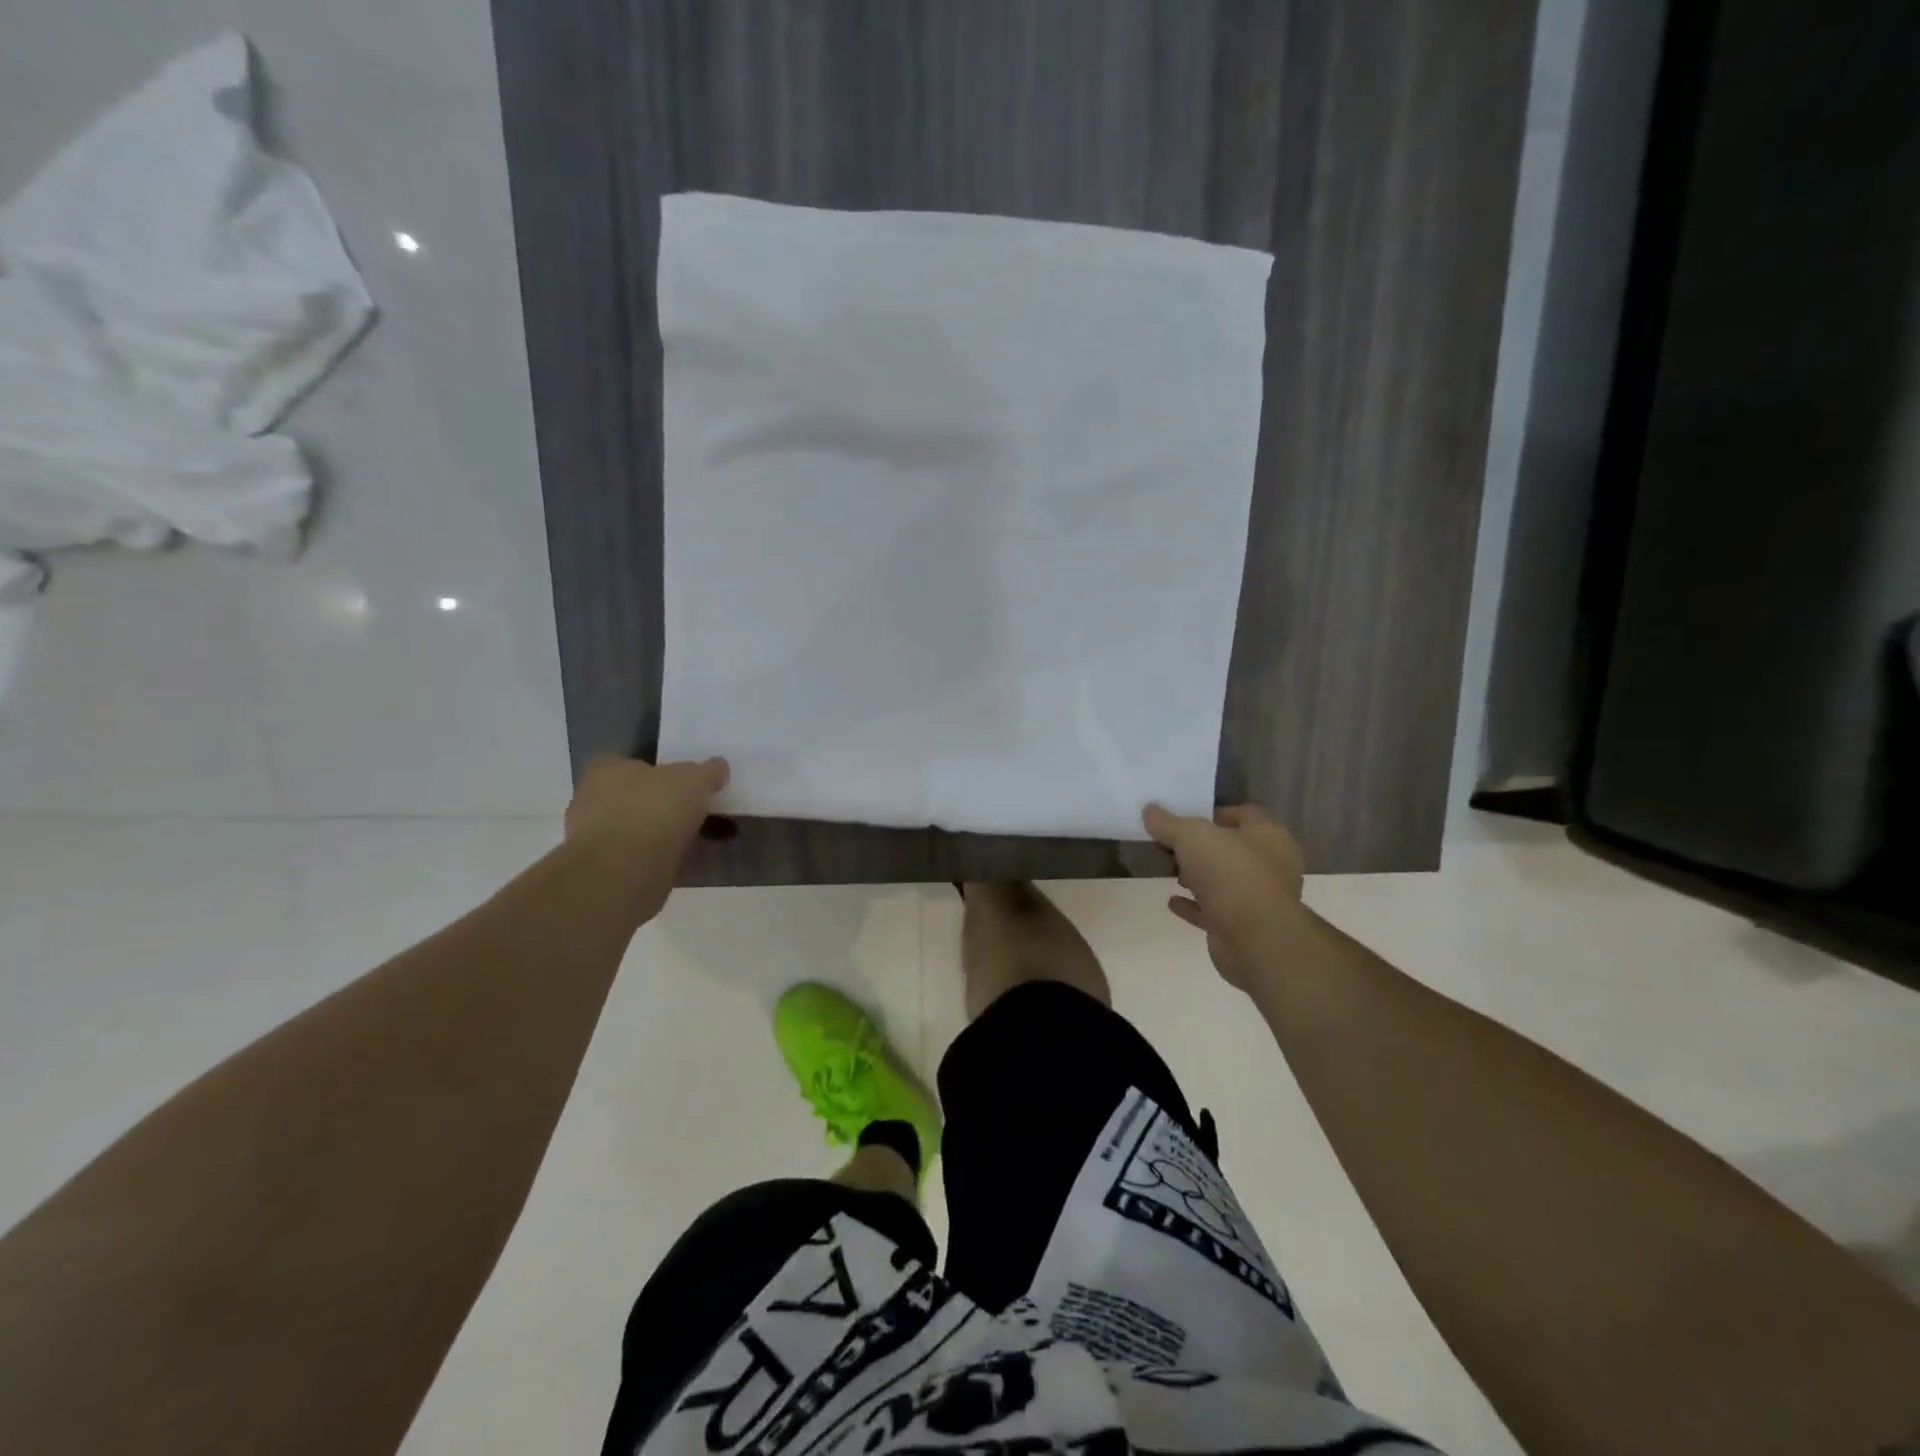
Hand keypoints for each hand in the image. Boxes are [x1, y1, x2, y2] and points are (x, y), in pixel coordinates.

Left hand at [565, 755, 728, 913]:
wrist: (624, 871)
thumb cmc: (655, 810)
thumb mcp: (695, 779)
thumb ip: (708, 771)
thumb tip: (717, 767)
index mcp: (607, 769)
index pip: (631, 763)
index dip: (659, 772)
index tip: (684, 783)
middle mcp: (593, 799)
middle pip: (634, 797)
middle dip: (661, 805)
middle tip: (694, 813)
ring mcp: (594, 837)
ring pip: (636, 829)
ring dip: (661, 835)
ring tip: (697, 842)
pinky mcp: (604, 869)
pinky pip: (638, 858)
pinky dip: (659, 859)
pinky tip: (684, 863)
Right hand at [1142, 803, 1306, 990]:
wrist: (1254, 938)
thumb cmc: (1231, 873)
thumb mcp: (1192, 836)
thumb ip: (1169, 822)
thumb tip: (1149, 810)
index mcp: (1269, 836)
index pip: (1246, 815)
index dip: (1216, 813)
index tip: (1186, 817)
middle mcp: (1271, 866)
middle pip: (1233, 849)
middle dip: (1203, 848)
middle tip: (1172, 844)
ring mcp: (1258, 899)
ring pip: (1224, 881)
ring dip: (1199, 877)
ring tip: (1170, 871)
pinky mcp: (1243, 927)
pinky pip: (1214, 911)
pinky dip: (1194, 905)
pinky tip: (1172, 901)